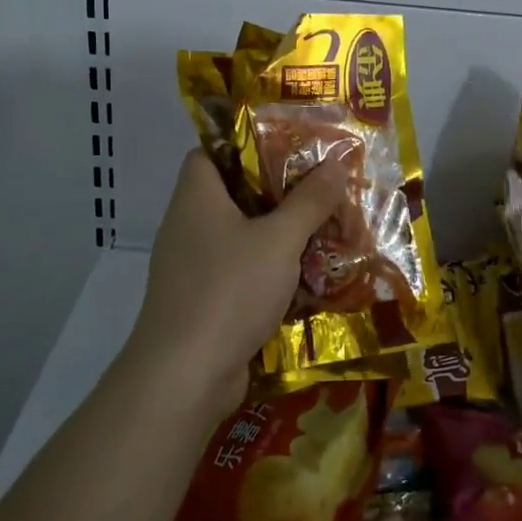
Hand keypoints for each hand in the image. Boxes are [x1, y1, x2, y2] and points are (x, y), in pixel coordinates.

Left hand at [124, 149, 349, 421]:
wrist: (185, 376)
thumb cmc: (229, 289)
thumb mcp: (279, 239)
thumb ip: (309, 201)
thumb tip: (336, 165)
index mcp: (196, 197)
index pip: (210, 152)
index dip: (244, 144)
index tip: (287, 147)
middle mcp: (187, 226)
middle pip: (232, 195)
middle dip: (277, 194)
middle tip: (319, 190)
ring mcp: (191, 268)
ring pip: (240, 238)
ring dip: (277, 237)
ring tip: (321, 232)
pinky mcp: (202, 303)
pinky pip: (239, 274)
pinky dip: (268, 273)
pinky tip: (304, 279)